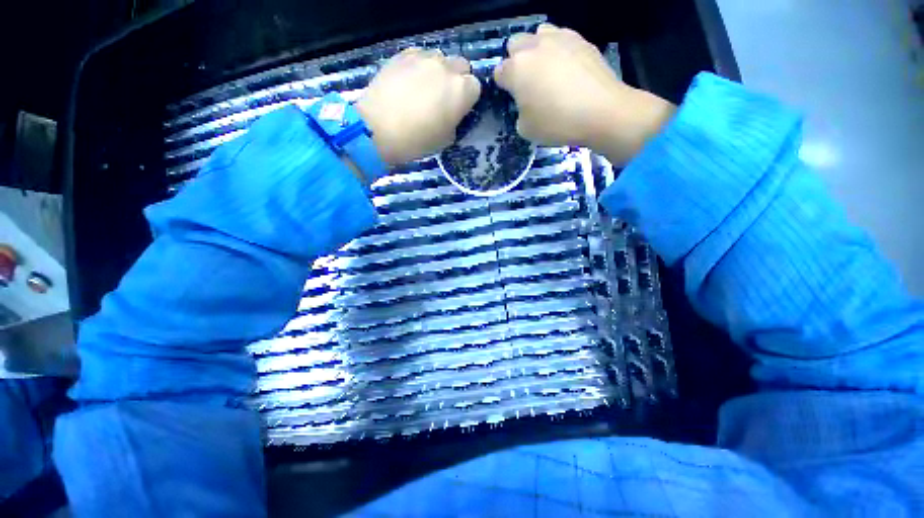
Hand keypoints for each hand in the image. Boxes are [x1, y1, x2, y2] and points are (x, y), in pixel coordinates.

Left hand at [357, 49, 480, 165]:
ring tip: (424, 88)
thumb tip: (452, 113)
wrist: (379, 129)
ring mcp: (424, 57)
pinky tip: (409, 81)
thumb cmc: (417, 140)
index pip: (475, 87)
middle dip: (457, 80)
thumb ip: (455, 120)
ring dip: (438, 71)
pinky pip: (419, 55)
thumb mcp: (446, 139)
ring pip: (440, 58)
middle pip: (461, 66)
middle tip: (443, 97)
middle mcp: (447, 68)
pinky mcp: (403, 54)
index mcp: (462, 91)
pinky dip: (419, 66)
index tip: (459, 109)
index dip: (468, 98)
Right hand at [494, 24, 675, 163]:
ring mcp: (559, 38)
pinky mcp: (581, 39)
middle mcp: (534, 46)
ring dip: (537, 49)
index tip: (510, 96)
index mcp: (516, 69)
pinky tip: (567, 68)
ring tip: (547, 69)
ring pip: (538, 34)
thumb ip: (519, 112)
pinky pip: (562, 38)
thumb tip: (525, 104)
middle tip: (526, 81)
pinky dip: (559, 50)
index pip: (499, 72)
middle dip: (516, 60)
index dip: (502, 85)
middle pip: (515, 44)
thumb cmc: (557, 123)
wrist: (601, 111)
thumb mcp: (525, 129)